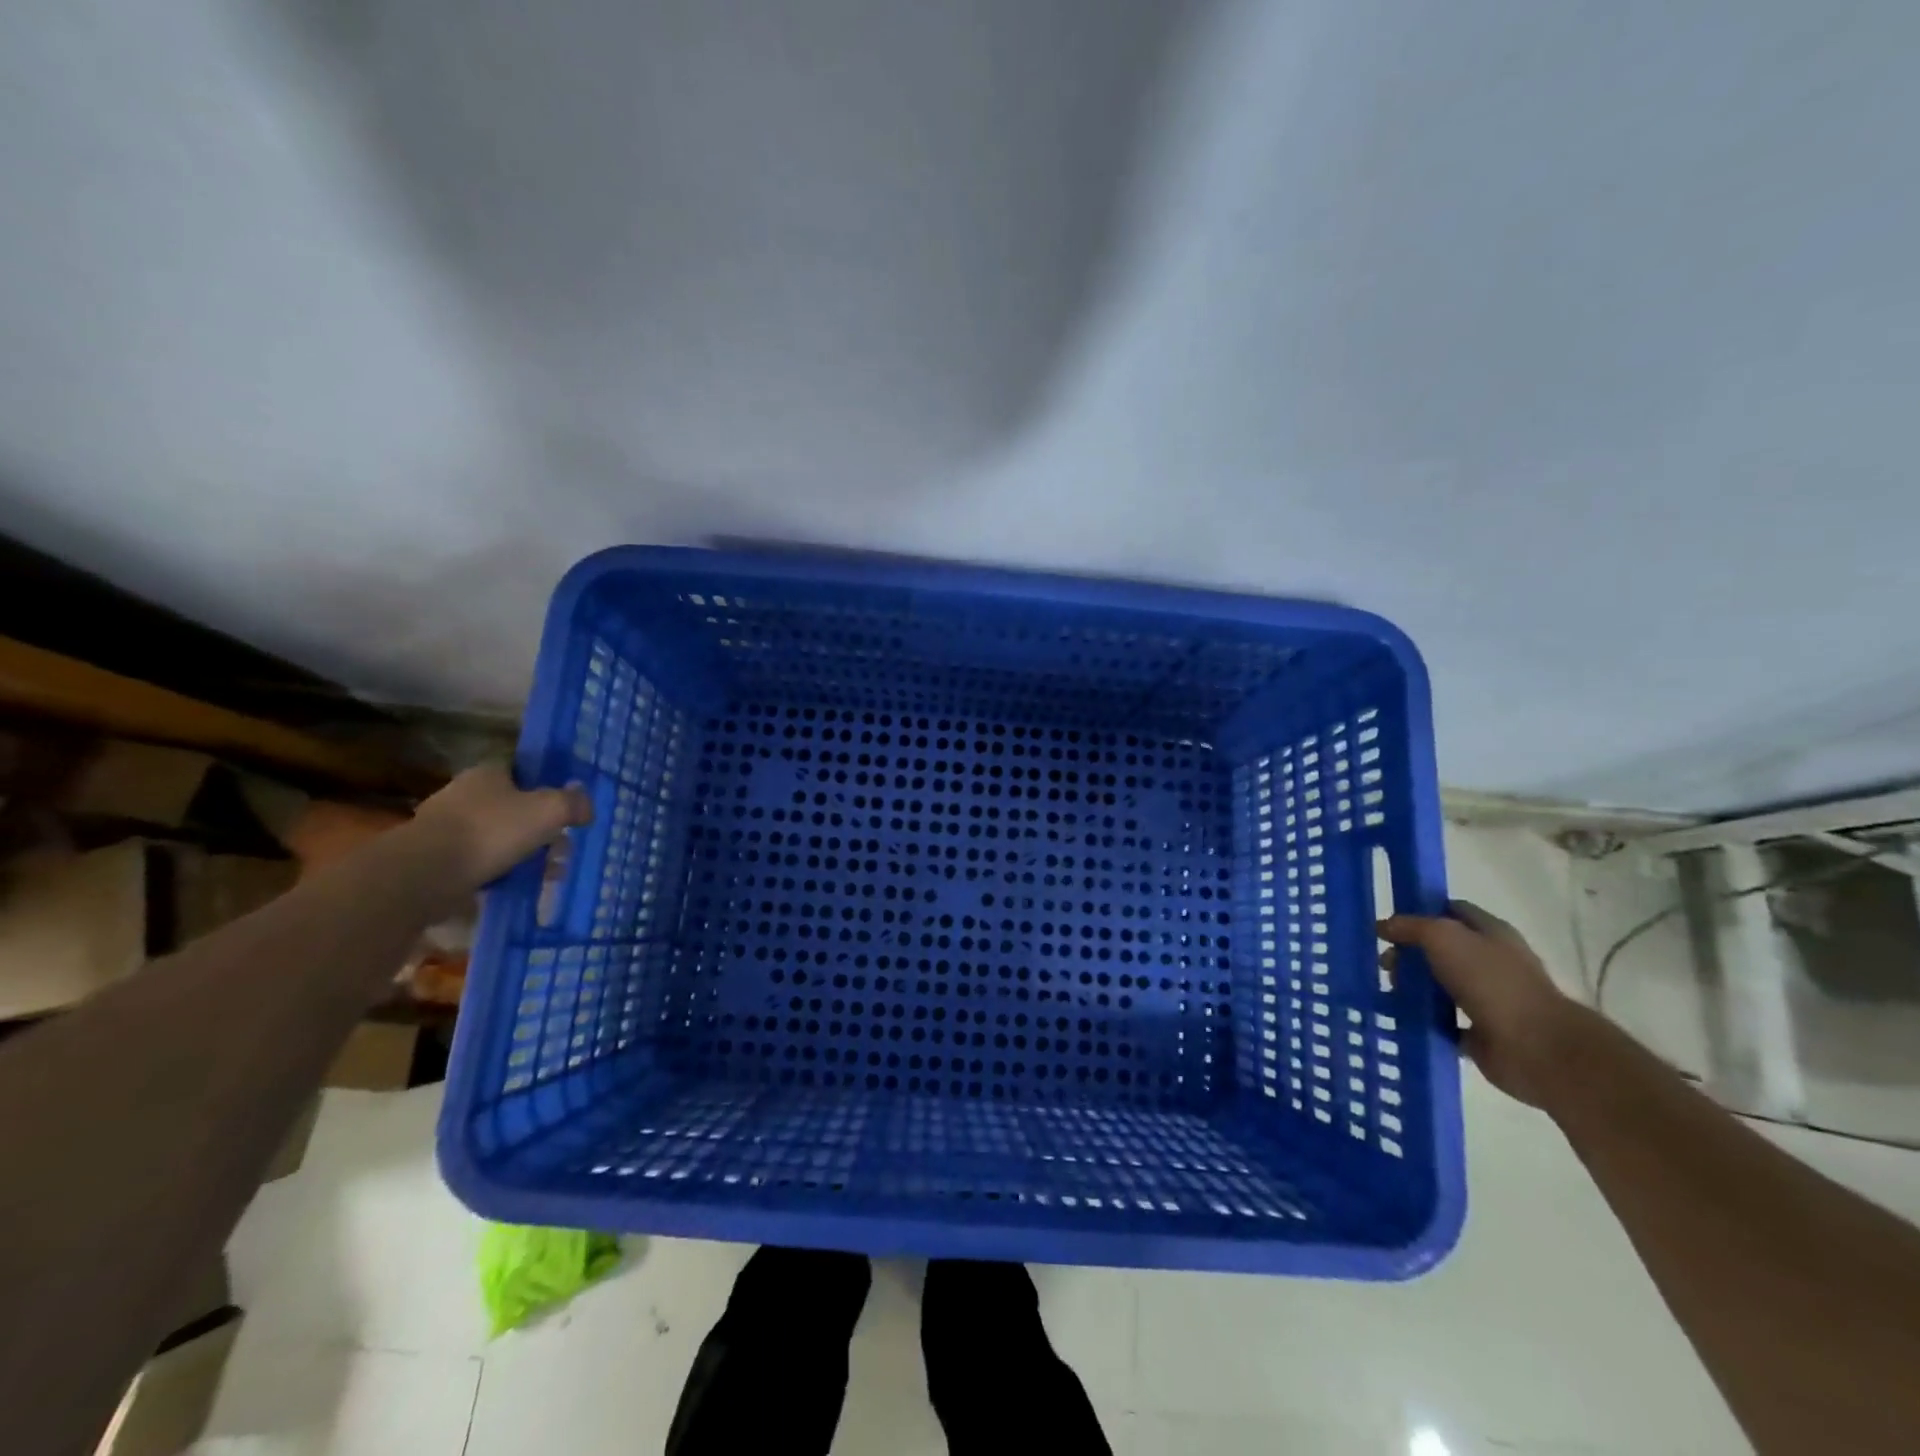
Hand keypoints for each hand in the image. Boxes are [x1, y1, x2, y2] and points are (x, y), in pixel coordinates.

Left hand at [407, 764, 591, 894]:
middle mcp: (463, 794)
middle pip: (513, 807)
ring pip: (499, 837)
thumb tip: (586, 806)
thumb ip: (574, 804)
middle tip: (563, 849)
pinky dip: (502, 871)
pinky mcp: (436, 860)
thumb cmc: (493, 831)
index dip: (546, 788)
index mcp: (487, 773)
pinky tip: (520, 885)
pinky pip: (481, 862)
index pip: (521, 772)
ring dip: (525, 853)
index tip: (565, 810)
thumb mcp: (550, 810)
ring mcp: (446, 828)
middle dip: (541, 828)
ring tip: (550, 874)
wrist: (426, 874)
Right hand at [1378, 900, 1594, 1107]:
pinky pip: (1443, 1021)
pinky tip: (1400, 1017)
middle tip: (1384, 965)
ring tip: (1388, 992)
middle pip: (1441, 949)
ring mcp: (1488, 998)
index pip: (1451, 910)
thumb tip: (1383, 926)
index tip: (1390, 923)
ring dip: (1413, 987)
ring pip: (1440, 985)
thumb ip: (1411, 926)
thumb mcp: (1443, 937)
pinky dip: (1423, 1019)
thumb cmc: (1491, 981)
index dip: (1421, 911)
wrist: (1536, 1048)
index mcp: (1491, 932)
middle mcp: (1492, 962)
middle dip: (1409, 954)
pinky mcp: (1481, 1032)